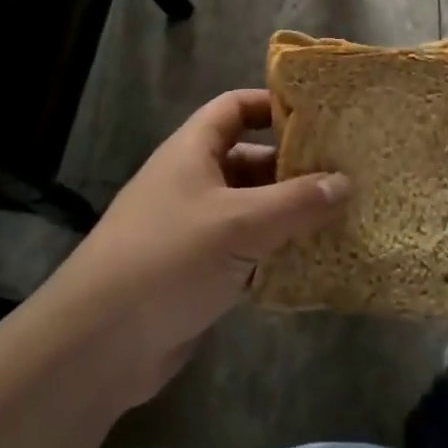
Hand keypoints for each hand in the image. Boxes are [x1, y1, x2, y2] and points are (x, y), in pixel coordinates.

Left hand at [33, 90, 348, 409]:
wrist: (101, 343)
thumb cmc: (169, 258)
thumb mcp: (240, 223)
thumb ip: (296, 202)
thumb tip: (345, 181)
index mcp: (192, 151)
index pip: (234, 107)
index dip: (272, 104)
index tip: (320, 115)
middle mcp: (193, 182)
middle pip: (250, 160)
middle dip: (294, 167)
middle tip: (346, 174)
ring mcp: (195, 229)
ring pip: (252, 209)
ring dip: (290, 215)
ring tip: (344, 217)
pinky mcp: (199, 272)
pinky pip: (247, 251)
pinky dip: (276, 254)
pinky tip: (315, 263)